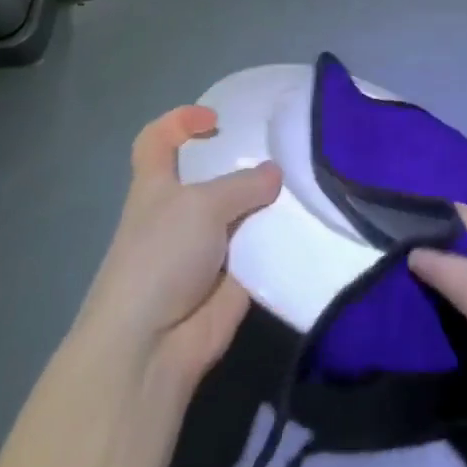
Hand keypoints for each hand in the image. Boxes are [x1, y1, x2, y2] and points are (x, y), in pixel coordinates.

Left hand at [74, 106, 281, 396]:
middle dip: (244, 162)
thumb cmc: (161, 256)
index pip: (157, 141)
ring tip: (310, 179)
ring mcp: (208, 246)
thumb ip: (243, 184)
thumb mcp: (201, 205)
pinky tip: (313, 223)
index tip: (217, 120)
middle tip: (284, 149)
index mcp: (156, 186)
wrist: (153, 345)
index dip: (180, 122)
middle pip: (213, 175)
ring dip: (270, 201)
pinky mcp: (234, 277)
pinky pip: (263, 247)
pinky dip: (282, 238)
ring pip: (244, 210)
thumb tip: (275, 173)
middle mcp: (181, 212)